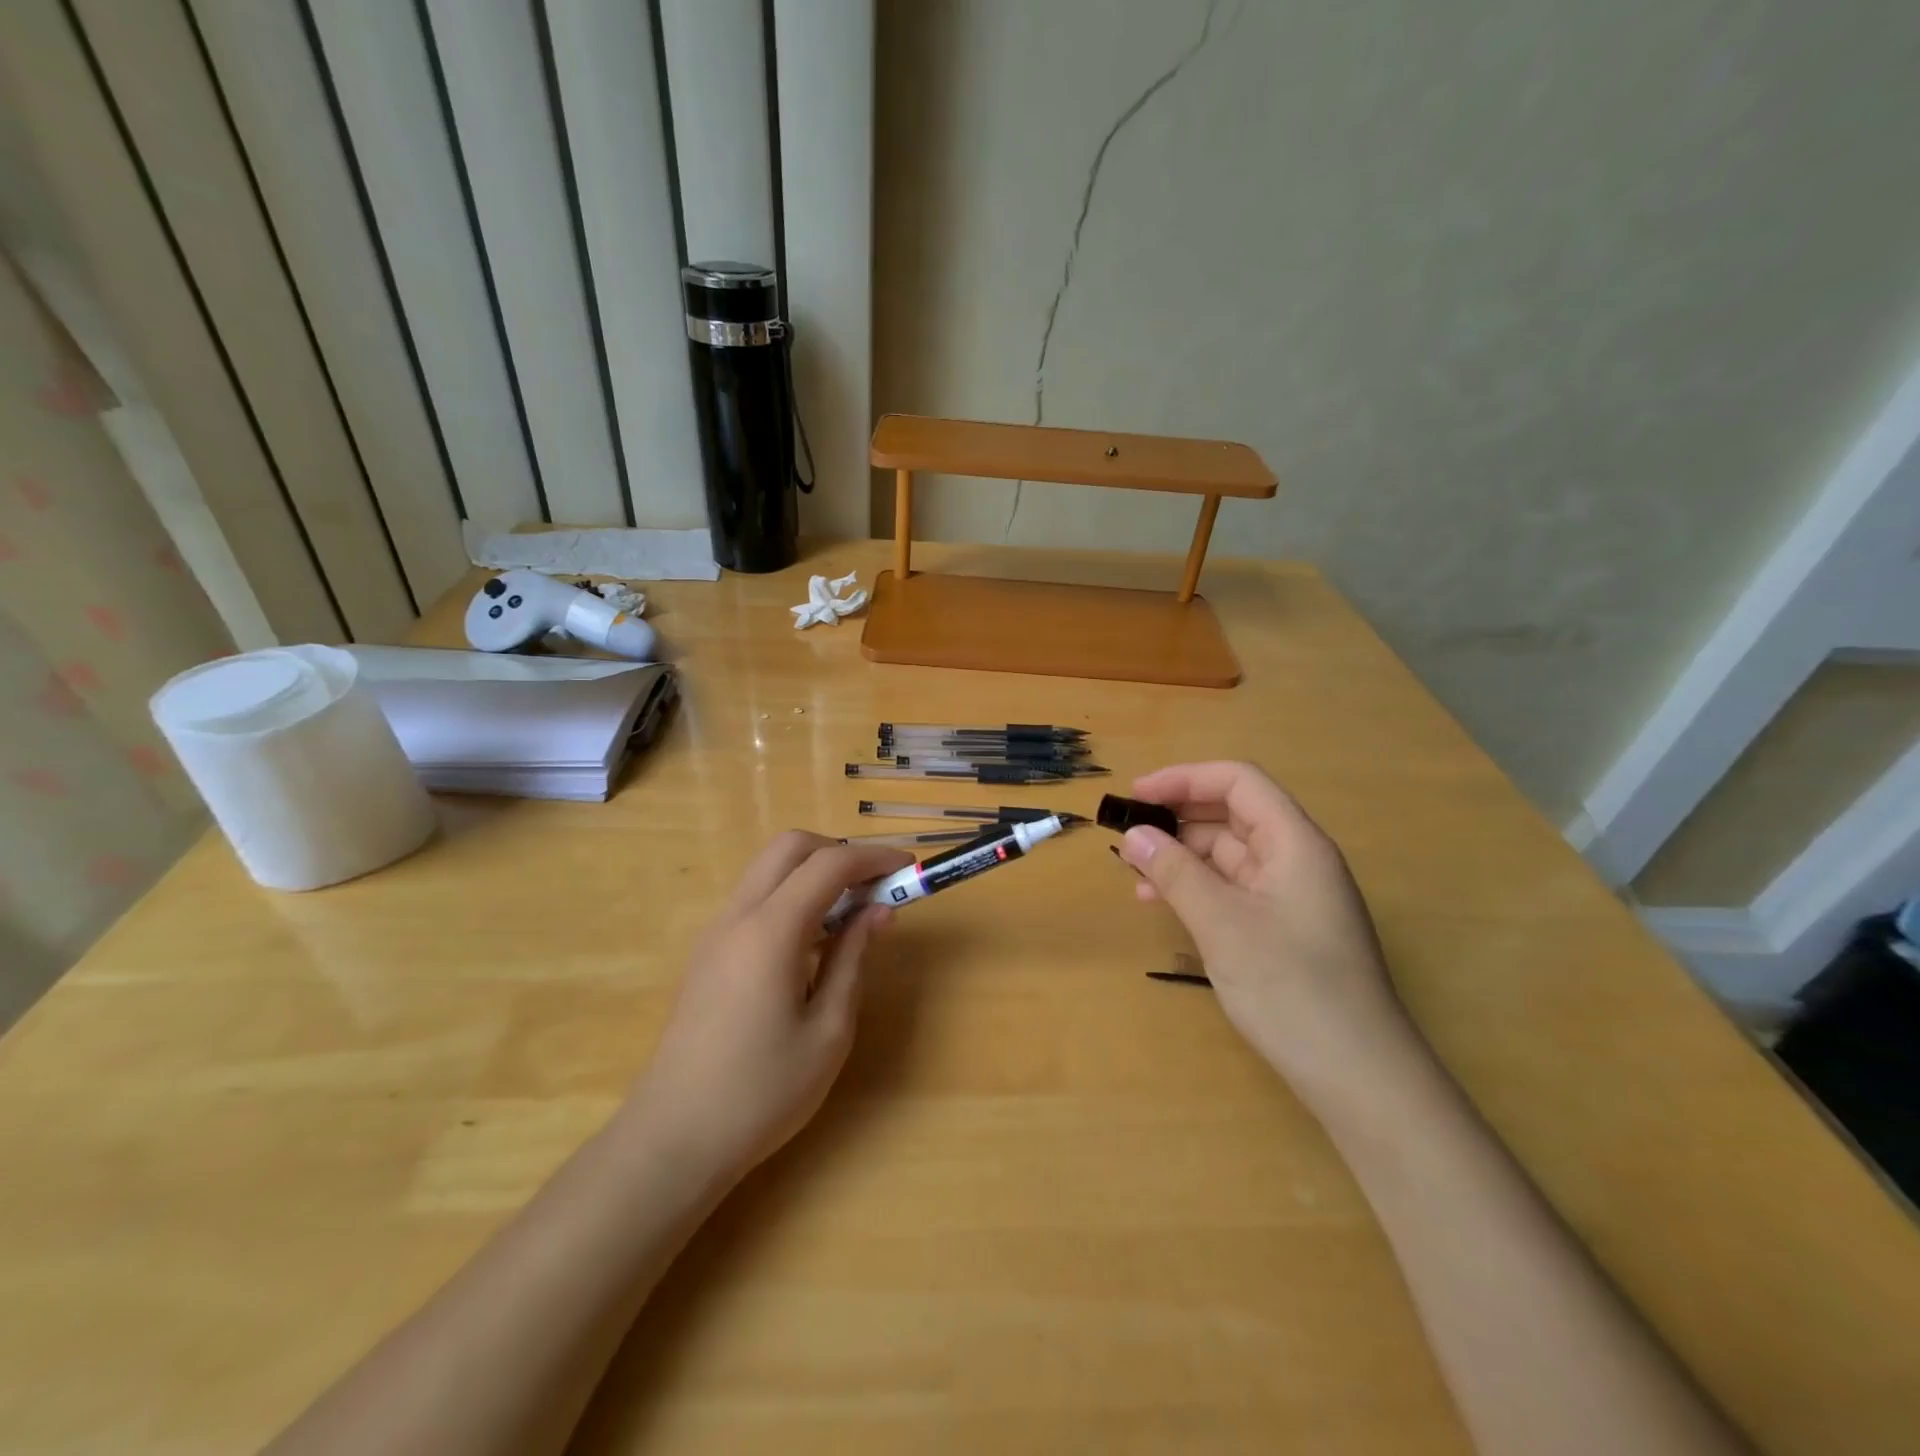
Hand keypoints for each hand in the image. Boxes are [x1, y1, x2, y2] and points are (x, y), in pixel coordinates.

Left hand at [624, 833, 911, 1185]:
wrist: (674, 1139)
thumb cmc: (762, 1092)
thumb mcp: (828, 1031)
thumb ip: (854, 959)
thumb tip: (879, 910)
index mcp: (770, 932)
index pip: (829, 865)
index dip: (874, 858)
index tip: (909, 869)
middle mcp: (738, 916)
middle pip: (790, 847)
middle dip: (839, 852)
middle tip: (875, 886)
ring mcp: (716, 932)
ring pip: (770, 869)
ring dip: (814, 872)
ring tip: (852, 914)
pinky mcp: (708, 952)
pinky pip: (756, 898)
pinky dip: (792, 895)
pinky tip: (814, 942)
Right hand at [1118, 762, 1417, 1104]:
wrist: (1359, 1077)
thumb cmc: (1292, 988)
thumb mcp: (1222, 925)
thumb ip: (1175, 873)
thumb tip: (1134, 835)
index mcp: (1295, 843)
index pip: (1239, 782)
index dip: (1185, 779)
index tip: (1137, 795)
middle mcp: (1296, 860)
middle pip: (1232, 815)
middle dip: (1178, 818)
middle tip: (1127, 835)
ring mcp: (1292, 897)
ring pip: (1229, 855)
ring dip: (1182, 857)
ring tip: (1135, 875)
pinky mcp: (1284, 929)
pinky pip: (1233, 890)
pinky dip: (1197, 889)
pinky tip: (1163, 904)